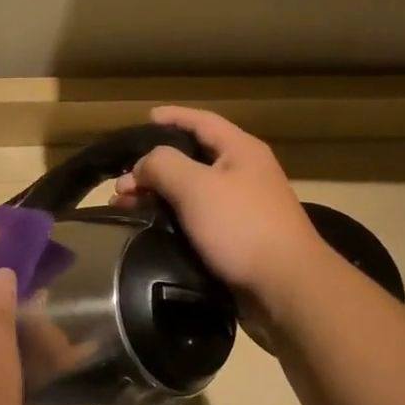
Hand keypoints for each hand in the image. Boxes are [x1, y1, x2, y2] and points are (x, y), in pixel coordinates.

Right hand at [113, 106, 331, 313]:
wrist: (283, 286)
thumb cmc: (240, 227)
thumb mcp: (195, 186)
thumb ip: (162, 165)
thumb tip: (142, 166)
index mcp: (240, 151)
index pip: (201, 121)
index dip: (172, 117)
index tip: (144, 119)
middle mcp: (243, 173)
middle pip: (191, 159)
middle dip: (153, 168)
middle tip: (120, 186)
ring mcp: (241, 207)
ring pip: (190, 191)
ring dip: (157, 196)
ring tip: (126, 210)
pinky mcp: (235, 237)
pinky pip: (196, 218)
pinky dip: (170, 219)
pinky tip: (150, 230)